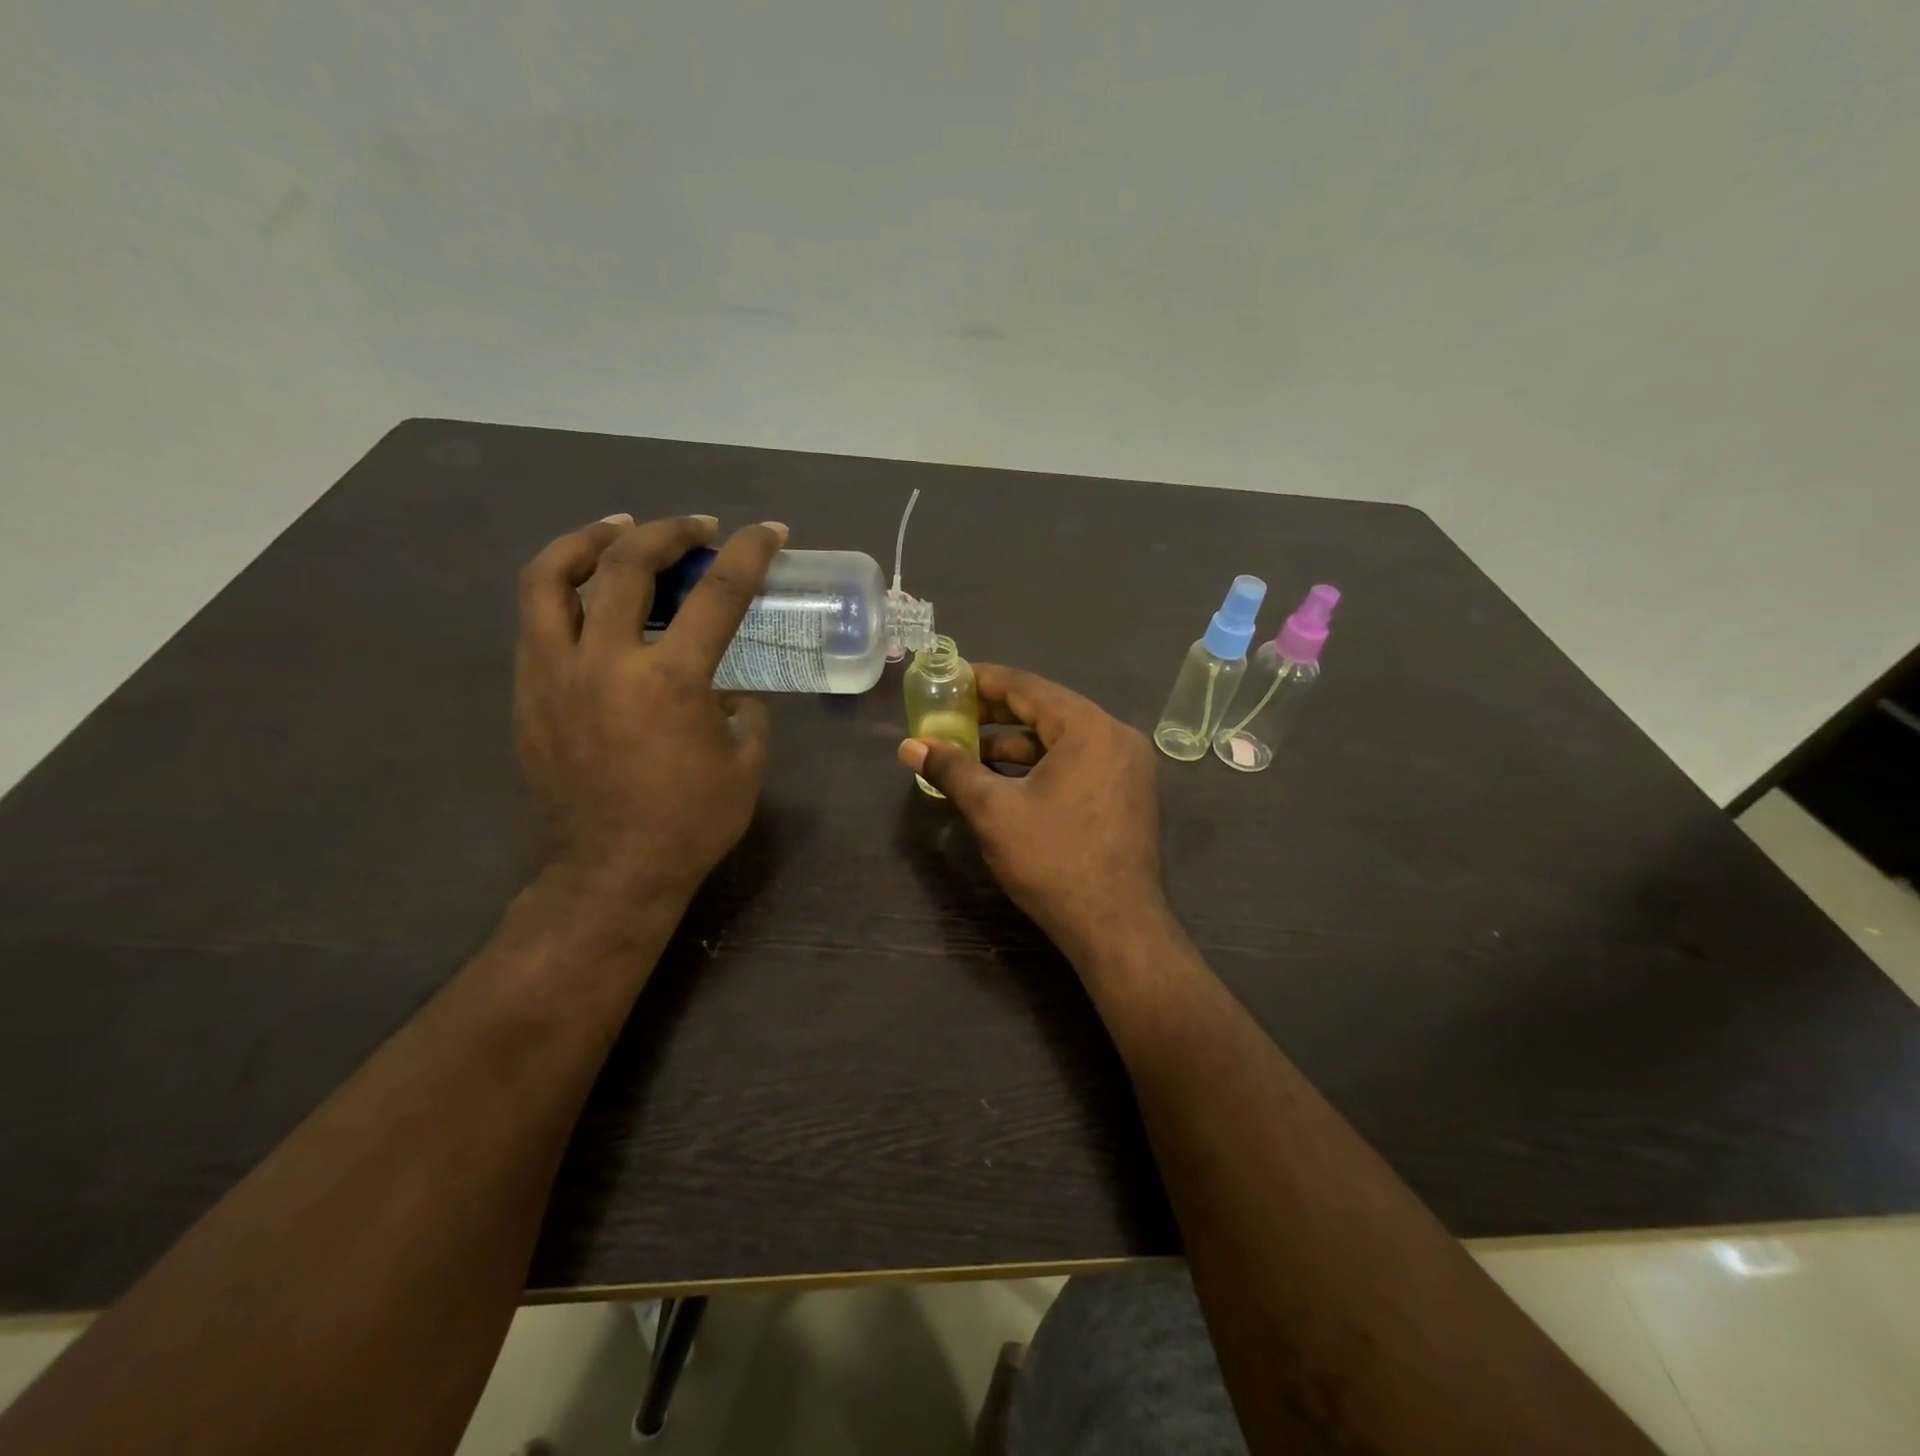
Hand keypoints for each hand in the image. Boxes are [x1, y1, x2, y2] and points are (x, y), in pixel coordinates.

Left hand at [515, 512, 787, 908]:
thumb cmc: (691, 821)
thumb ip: (742, 709)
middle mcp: (605, 662)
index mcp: (670, 680)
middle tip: (695, 527)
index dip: (749, 553)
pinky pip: (536, 622)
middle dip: (667, 531)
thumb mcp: (745, 762)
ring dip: (588, 541)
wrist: (613, 871)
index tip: (769, 531)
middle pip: (626, 564)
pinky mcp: (528, 695)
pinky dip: (563, 592)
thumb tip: (724, 688)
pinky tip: (589, 597)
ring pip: (549, 579)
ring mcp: (554, 675)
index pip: (717, 595)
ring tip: (617, 530)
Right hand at [898, 665, 1165, 959]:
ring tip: (969, 751)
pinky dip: (1041, 764)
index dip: (984, 680)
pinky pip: (1077, 762)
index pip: (1028, 687)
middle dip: (996, 713)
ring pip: (1062, 739)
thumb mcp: (994, 811)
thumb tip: (909, 746)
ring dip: (1015, 743)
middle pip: (1047, 709)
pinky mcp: (1127, 793)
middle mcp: (1116, 736)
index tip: (950, 678)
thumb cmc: (1053, 861)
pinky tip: (1006, 779)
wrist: (1116, 927)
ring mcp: (1127, 767)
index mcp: (1089, 728)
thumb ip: (952, 769)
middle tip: (953, 715)